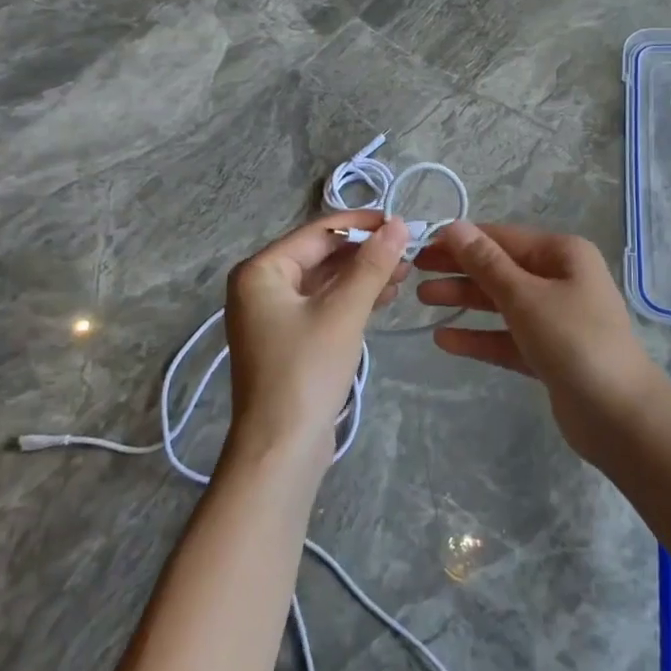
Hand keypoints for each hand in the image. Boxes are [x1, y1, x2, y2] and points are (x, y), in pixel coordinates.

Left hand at [223, 211, 411, 470]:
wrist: (281, 450)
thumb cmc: (306, 372)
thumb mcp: (344, 312)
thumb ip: (372, 265)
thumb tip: (400, 224)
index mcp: (261, 271)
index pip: (318, 233)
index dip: (362, 225)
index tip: (403, 221)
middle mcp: (261, 286)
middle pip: (321, 255)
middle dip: (365, 252)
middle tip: (409, 252)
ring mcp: (273, 314)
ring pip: (325, 281)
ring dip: (363, 275)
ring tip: (404, 273)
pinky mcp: (288, 339)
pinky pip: (323, 304)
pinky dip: (352, 298)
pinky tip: (384, 297)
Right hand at [415, 222, 664, 459]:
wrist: (620, 416)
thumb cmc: (574, 341)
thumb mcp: (525, 297)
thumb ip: (486, 263)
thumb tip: (454, 226)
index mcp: (562, 254)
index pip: (502, 237)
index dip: (461, 239)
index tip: (420, 243)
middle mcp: (560, 279)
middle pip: (500, 268)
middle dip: (459, 269)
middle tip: (413, 271)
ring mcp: (556, 318)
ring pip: (501, 302)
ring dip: (464, 300)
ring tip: (422, 299)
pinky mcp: (549, 353)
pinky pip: (507, 337)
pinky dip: (479, 336)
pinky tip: (444, 339)